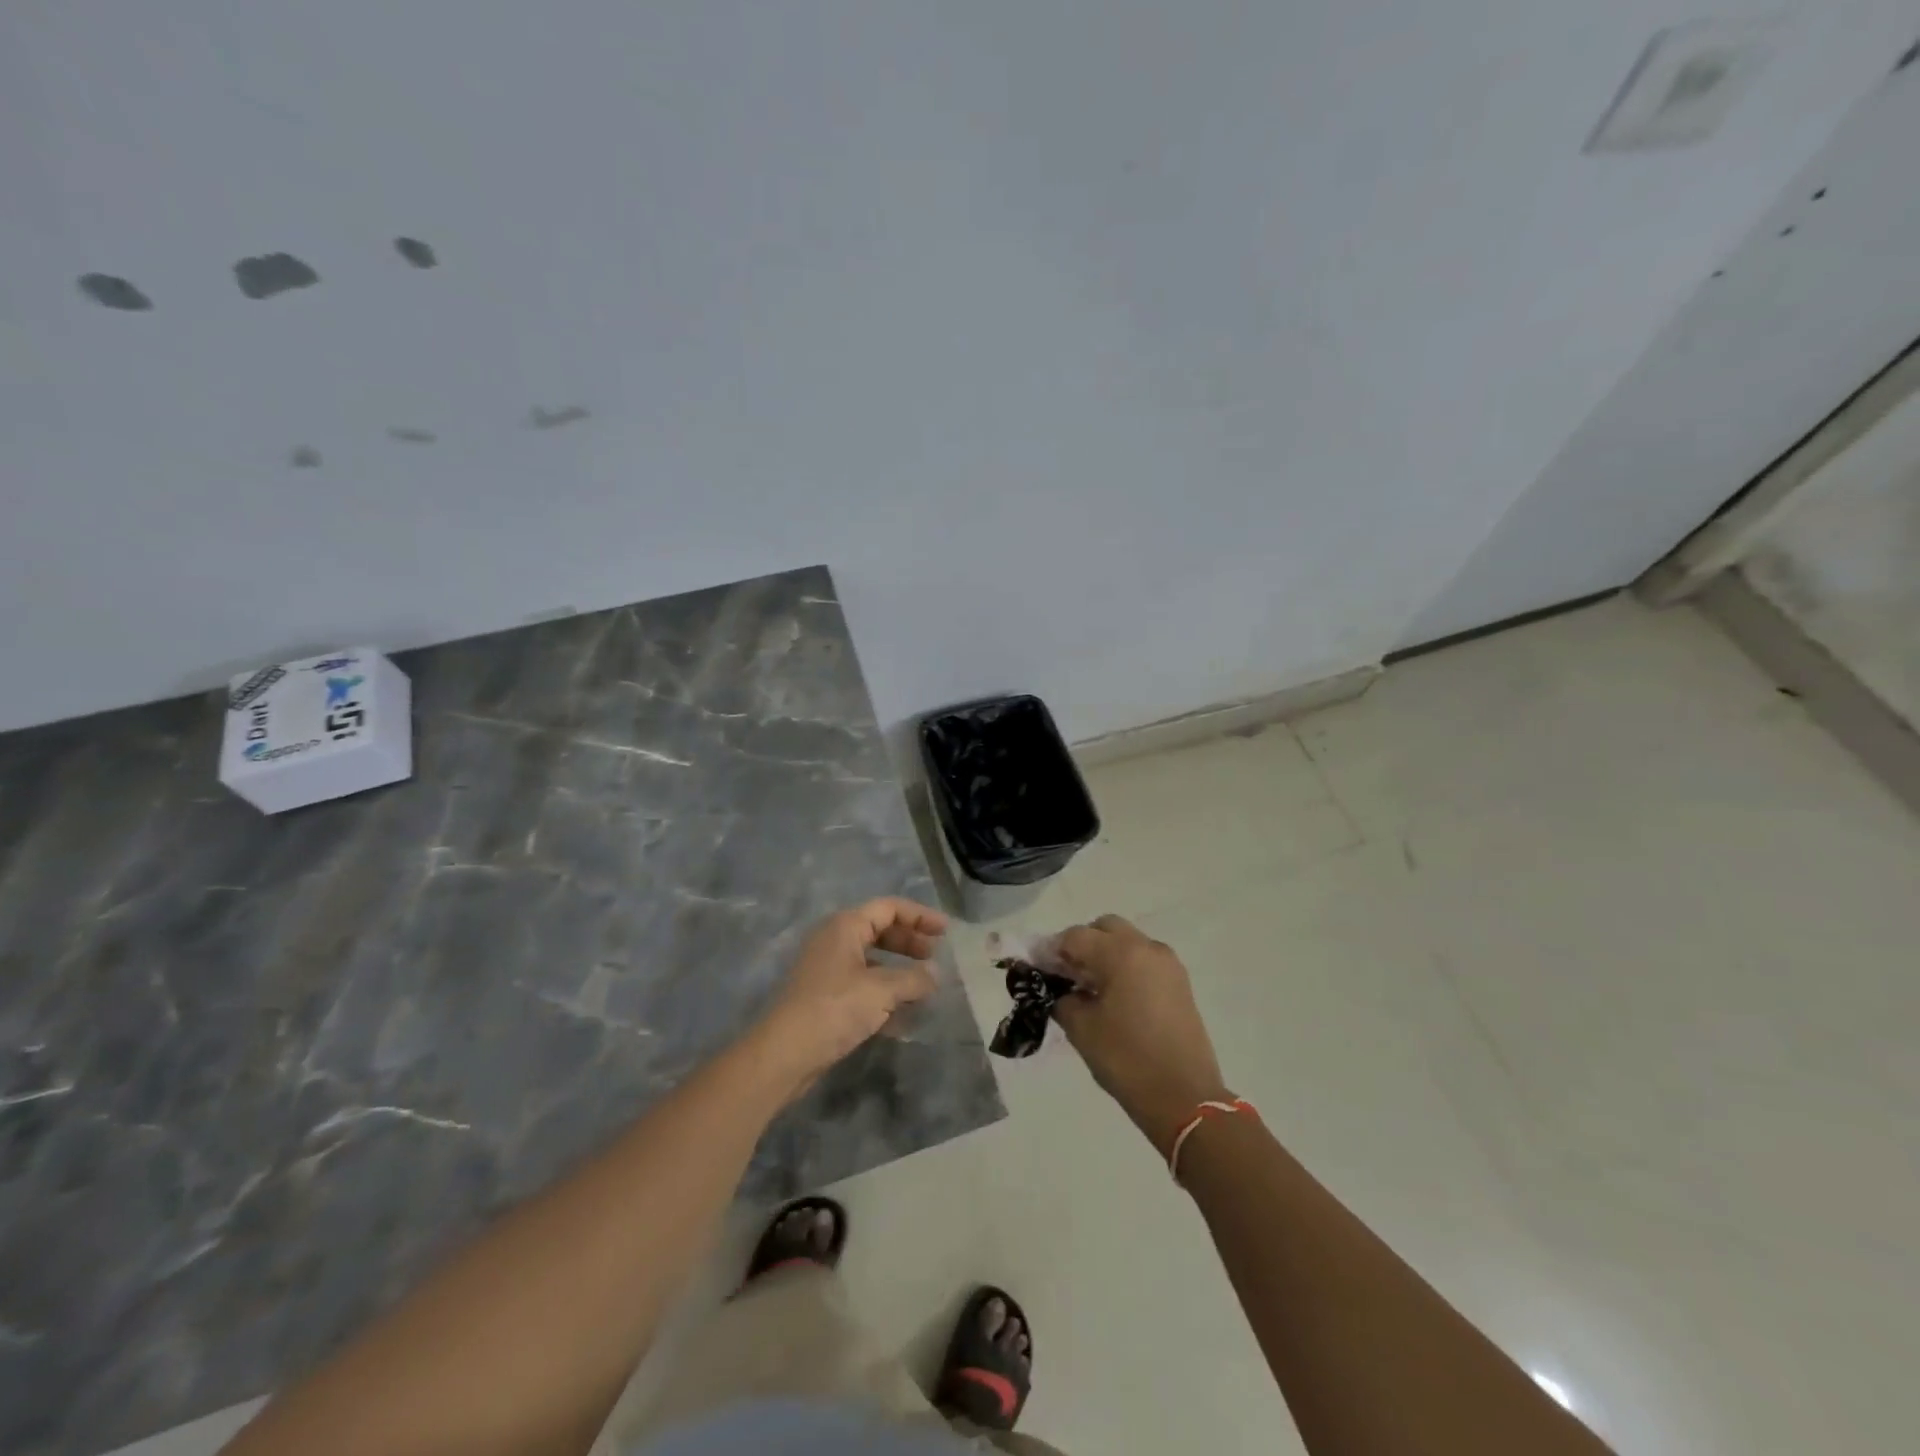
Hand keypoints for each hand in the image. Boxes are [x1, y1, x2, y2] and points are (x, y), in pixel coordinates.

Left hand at [753, 898, 945, 1096]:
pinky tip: (904, 1014)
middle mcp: (835, 940)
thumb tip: (935, 975)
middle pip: (880, 930)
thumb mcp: (881, 990)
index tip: (946, 931)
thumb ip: (913, 979)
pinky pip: (863, 984)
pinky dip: (885, 992)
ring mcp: (828, 969)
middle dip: (910, 942)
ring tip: (925, 986)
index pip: (889, 908)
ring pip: (872, 960)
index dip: (920, 916)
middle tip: (936, 956)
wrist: (784, 1053)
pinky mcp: (826, 997)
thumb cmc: (834, 1008)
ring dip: (900, 970)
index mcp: (845, 926)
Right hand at [1052, 915, 1231, 1152]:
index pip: (1075, 936)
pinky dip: (1126, 966)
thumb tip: (1057, 988)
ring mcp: (1168, 964)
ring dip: (1105, 954)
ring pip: (1127, 941)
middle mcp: (1147, 948)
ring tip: (1090, 988)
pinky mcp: (1180, 982)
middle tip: (1067, 975)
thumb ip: (1062, 998)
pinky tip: (1114, 997)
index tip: (1038, 970)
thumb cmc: (1127, 1060)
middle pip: (1105, 928)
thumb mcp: (1081, 1029)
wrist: (1185, 1099)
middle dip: (1082, 944)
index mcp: (1121, 953)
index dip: (1052, 950)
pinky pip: (1144, 960)